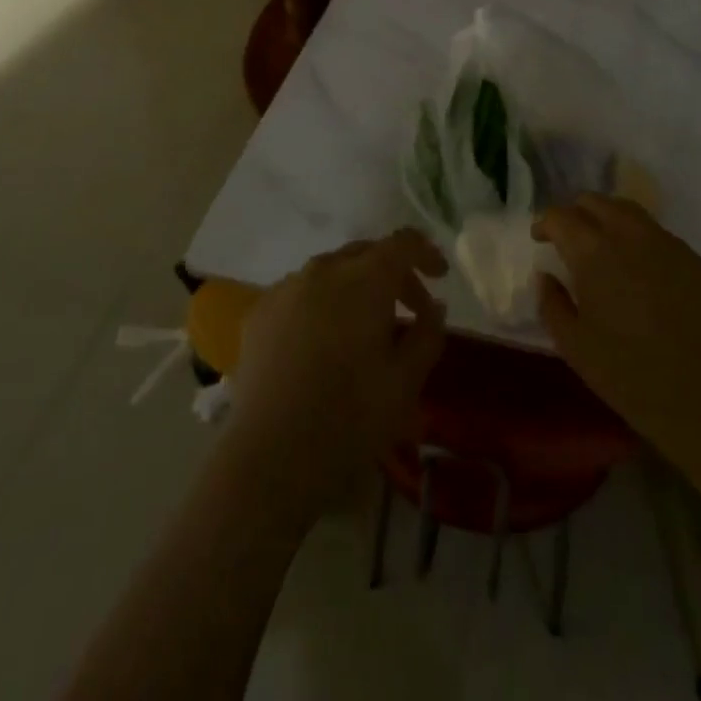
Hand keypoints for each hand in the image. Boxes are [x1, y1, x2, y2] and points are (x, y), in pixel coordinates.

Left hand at [222, 230, 447, 517]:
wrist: (269, 457)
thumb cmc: (349, 418)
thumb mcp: (405, 382)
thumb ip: (427, 334)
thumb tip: (434, 307)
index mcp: (364, 279)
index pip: (402, 243)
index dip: (426, 252)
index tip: (441, 276)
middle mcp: (323, 270)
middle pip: (366, 253)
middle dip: (394, 273)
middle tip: (413, 309)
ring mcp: (286, 288)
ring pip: (331, 270)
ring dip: (357, 287)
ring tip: (367, 327)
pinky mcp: (259, 312)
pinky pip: (301, 292)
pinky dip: (322, 303)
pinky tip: (324, 340)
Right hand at [534, 194, 700, 456]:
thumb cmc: (629, 375)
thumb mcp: (573, 345)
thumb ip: (551, 302)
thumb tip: (546, 276)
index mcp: (593, 251)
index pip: (560, 216)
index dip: (545, 224)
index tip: (540, 240)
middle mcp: (629, 234)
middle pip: (595, 202)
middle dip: (576, 214)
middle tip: (569, 241)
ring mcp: (667, 243)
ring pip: (629, 211)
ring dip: (608, 220)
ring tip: (603, 249)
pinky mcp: (694, 260)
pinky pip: (658, 235)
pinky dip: (639, 240)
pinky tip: (640, 272)